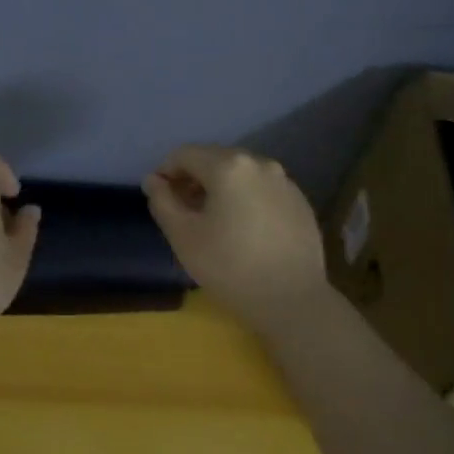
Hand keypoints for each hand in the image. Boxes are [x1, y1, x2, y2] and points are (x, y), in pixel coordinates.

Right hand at [142, 146, 329, 330]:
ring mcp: (284, 181)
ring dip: (220, 188)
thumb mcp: (184, 236)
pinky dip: (245, 198)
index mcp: (228, 166)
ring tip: (213, 221)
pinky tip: (244, 229)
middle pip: (215, 159)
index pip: (184, 154)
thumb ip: (163, 201)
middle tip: (183, 211)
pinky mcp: (300, 201)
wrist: (292, 299)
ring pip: (241, 174)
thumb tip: (153, 180)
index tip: (160, 198)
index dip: (165, 172)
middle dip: (193, 178)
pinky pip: (262, 189)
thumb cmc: (230, 267)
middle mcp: (260, 163)